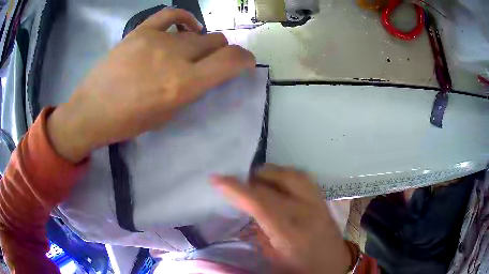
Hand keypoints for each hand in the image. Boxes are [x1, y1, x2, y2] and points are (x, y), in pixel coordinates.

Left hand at [47, 8, 255, 161]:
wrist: (92, 110)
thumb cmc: (128, 121)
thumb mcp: (168, 115)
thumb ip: (191, 90)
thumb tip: (206, 72)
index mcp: (183, 84)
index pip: (230, 61)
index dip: (244, 59)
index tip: (245, 62)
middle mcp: (174, 57)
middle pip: (215, 42)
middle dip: (221, 52)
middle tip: (212, 61)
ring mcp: (156, 39)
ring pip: (196, 32)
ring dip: (201, 42)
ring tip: (191, 51)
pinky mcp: (140, 31)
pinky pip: (171, 15)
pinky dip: (184, 19)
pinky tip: (185, 28)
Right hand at [212, 164, 351, 273]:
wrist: (334, 265)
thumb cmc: (301, 268)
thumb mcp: (273, 257)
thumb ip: (259, 232)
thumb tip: (248, 212)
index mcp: (289, 232)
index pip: (259, 202)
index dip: (236, 188)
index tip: (216, 179)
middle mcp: (306, 211)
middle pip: (275, 182)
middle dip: (251, 178)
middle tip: (238, 183)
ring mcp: (318, 202)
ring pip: (292, 174)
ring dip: (270, 173)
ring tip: (257, 179)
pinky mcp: (323, 199)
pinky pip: (302, 177)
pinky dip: (285, 175)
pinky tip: (278, 182)